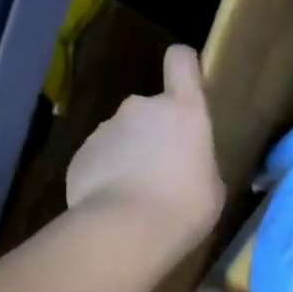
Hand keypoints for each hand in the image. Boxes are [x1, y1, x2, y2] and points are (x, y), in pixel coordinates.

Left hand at [63, 45, 223, 249]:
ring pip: (123, 136)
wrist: (126, 230)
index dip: (185, 66)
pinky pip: (100, 159)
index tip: (187, 82)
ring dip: (130, 156)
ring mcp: (105, 129)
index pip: (181, 61)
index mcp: (183, 111)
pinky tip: (116, 205)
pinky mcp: (80, 155)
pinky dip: (107, 175)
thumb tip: (187, 164)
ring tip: (138, 195)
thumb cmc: (186, 206)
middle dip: (155, 133)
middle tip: (164, 172)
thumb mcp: (212, 186)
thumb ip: (199, 163)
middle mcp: (141, 108)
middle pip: (151, 109)